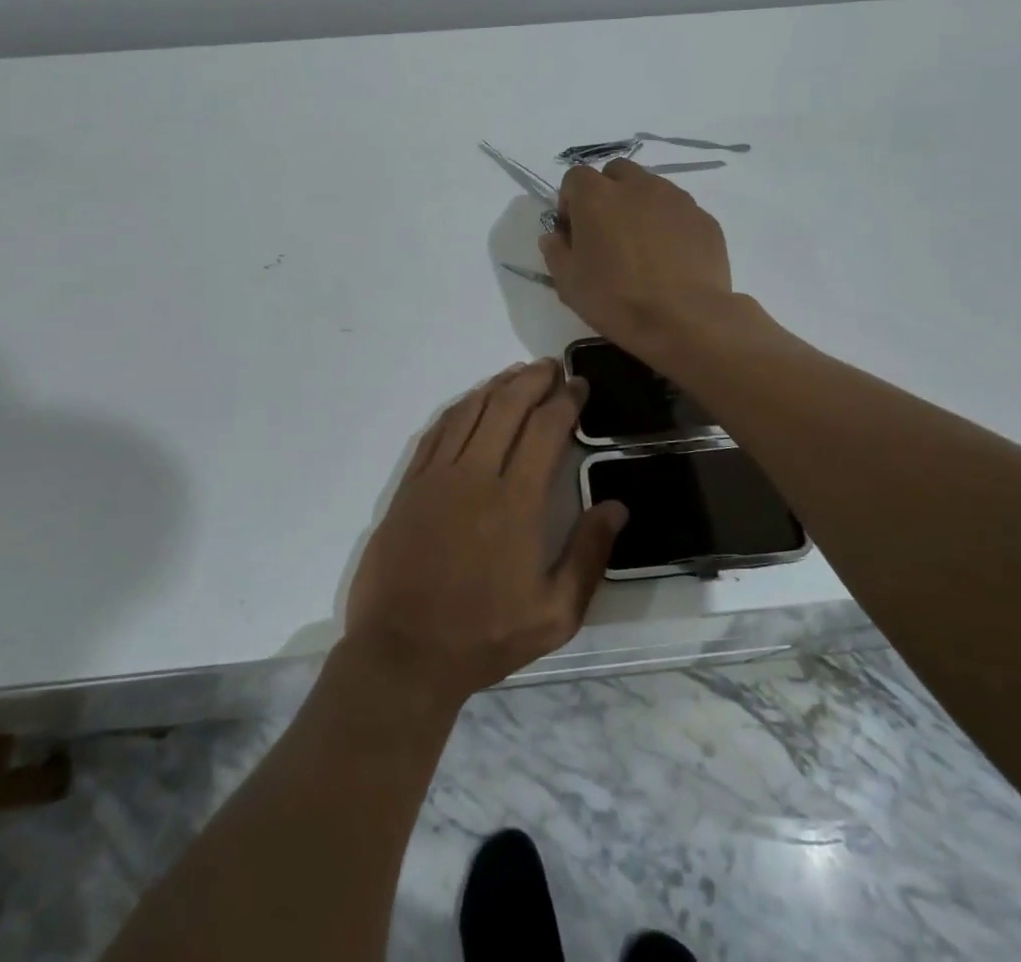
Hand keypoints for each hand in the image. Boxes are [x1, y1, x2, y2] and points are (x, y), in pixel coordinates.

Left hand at [343, 360, 627, 710]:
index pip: (545, 430)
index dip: (565, 401)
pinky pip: (437, 431)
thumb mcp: (555, 614)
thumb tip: (616, 507)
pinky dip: (460, 407)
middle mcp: (476, 476)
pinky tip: (472, 401)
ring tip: (518, 374)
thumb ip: (589, 556)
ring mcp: (437, 476)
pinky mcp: (411, 485)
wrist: (404, 652)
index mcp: (516, 502)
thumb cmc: (484, 635)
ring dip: (497, 386)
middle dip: (533, 380)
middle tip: (552, 368)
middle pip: (507, 407)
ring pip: (471, 412)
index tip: (578, 386)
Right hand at [539, 159, 734, 355]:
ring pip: (651, 188)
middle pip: (616, 173)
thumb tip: (554, 237)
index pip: (575, 178)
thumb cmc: (616, 300)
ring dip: (640, 207)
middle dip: (608, 193)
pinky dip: (669, 226)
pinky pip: (678, 212)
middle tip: (607, 232)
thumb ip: (556, 252)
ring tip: (642, 247)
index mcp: (597, 196)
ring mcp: (675, 199)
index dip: (570, 202)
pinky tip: (670, 260)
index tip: (574, 232)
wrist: (684, 320)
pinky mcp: (703, 218)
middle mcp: (637, 186)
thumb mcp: (568, 283)